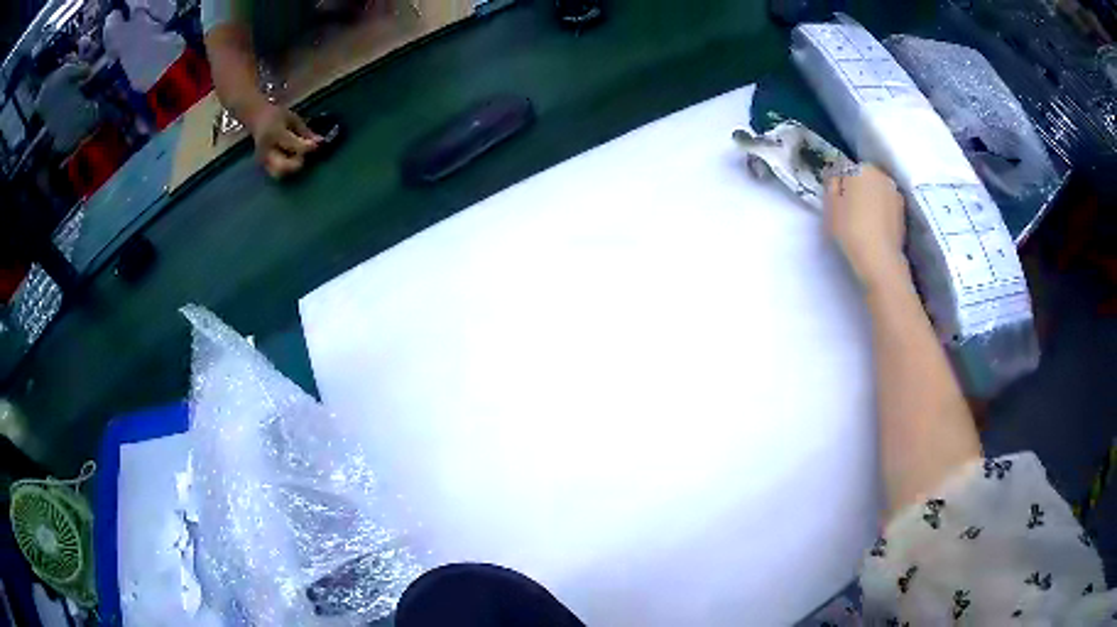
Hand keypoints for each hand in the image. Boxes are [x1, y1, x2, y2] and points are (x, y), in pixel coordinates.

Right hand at [245, 103, 320, 178]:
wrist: (257, 118)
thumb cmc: (277, 115)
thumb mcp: (292, 118)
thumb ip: (305, 131)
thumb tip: (320, 142)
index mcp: (274, 133)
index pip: (292, 145)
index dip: (307, 147)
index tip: (318, 144)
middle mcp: (266, 150)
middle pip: (283, 167)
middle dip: (297, 163)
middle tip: (304, 155)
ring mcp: (262, 160)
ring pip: (278, 174)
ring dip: (291, 169)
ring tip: (297, 157)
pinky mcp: (262, 166)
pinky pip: (276, 173)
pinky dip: (286, 170)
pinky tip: (291, 160)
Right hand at [825, 165, 907, 287]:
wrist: (880, 259)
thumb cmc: (851, 230)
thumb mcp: (830, 206)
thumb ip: (831, 184)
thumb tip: (836, 176)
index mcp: (861, 169)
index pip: (844, 168)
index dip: (838, 183)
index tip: (835, 200)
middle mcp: (881, 175)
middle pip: (863, 177)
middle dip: (856, 188)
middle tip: (848, 211)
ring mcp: (895, 193)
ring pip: (876, 190)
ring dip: (869, 199)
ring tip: (863, 220)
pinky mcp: (903, 211)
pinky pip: (886, 204)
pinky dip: (880, 211)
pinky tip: (875, 227)